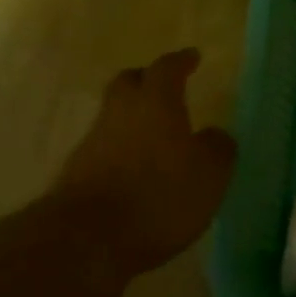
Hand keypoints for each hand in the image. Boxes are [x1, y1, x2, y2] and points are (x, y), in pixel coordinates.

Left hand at [58, 48, 236, 277]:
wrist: (88, 239)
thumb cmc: (159, 196)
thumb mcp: (209, 175)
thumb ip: (217, 148)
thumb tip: (215, 135)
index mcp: (155, 102)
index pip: (167, 68)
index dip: (181, 61)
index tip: (192, 57)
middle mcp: (120, 112)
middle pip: (129, 82)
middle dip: (146, 80)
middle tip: (164, 87)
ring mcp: (93, 141)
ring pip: (114, 116)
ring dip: (132, 120)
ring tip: (155, 137)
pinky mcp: (77, 173)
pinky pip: (104, 149)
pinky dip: (120, 151)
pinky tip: (135, 171)